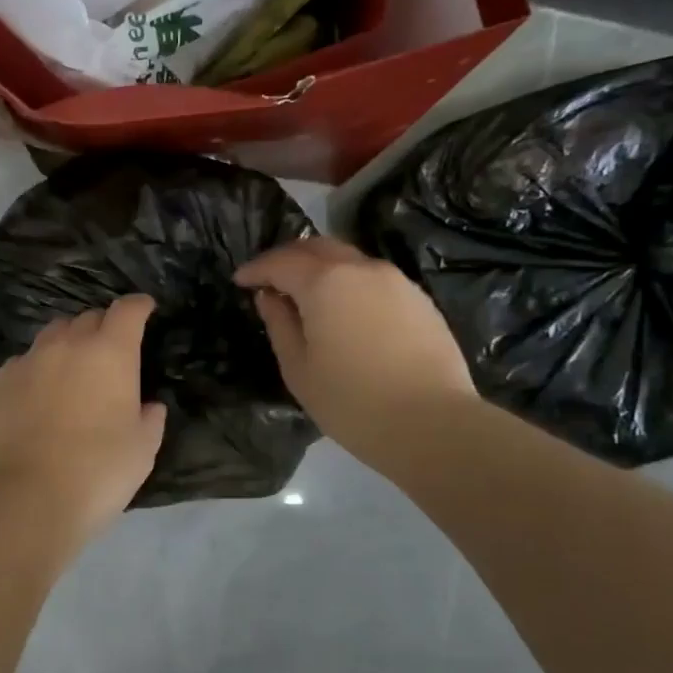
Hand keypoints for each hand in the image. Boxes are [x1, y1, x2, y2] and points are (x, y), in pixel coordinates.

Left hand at [0, 295, 167, 540]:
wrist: (25, 497)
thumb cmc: (97, 471)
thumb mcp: (142, 449)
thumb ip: (149, 419)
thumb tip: (148, 405)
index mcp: (109, 353)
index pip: (127, 311)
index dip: (138, 306)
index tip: (145, 309)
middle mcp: (67, 345)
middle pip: (87, 318)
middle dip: (103, 327)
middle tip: (110, 352)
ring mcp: (28, 361)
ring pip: (52, 335)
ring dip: (68, 343)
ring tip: (72, 369)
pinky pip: (23, 362)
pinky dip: (37, 369)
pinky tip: (38, 394)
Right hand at [235, 238, 474, 458]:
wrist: (433, 424)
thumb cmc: (352, 401)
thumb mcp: (298, 368)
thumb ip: (279, 324)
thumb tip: (269, 297)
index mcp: (325, 283)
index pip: (281, 262)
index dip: (256, 269)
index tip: (240, 280)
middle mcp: (361, 269)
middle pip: (317, 248)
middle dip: (288, 257)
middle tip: (269, 278)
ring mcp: (396, 281)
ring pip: (349, 259)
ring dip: (321, 268)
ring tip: (305, 294)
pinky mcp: (419, 300)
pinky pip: (373, 278)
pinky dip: (349, 283)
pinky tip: (344, 310)